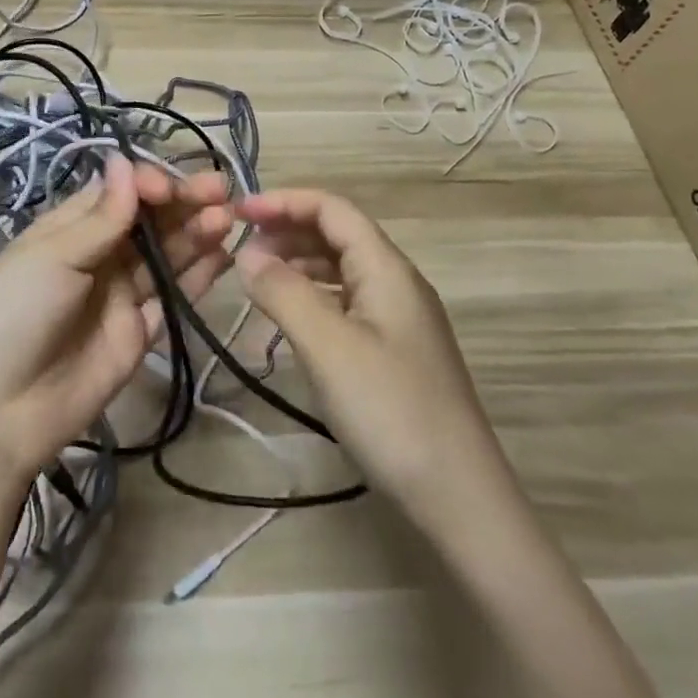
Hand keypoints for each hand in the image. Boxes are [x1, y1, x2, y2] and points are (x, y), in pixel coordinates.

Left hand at [0, 155, 231, 485]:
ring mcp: (121, 294)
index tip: (170, 190)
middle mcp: (100, 255)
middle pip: (150, 221)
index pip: (120, 193)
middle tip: (221, 193)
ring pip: (166, 255)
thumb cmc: (16, 314)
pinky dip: (199, 276)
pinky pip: (174, 297)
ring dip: (196, 234)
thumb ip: (101, 216)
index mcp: (71, 228)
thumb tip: (125, 160)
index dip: (149, 185)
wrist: (0, 409)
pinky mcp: (140, 331)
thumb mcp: (53, 256)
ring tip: (226, 220)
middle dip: (183, 204)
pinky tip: (223, 256)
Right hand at [234, 188, 507, 529]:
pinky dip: (313, 297)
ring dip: (299, 264)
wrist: (459, 496)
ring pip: (342, 270)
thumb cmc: (390, 411)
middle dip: (288, 230)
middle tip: (241, 249)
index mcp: (387, 268)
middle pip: (338, 235)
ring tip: (257, 280)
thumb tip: (247, 253)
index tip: (238, 214)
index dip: (285, 201)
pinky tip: (291, 319)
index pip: (333, 209)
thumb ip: (284, 292)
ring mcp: (399, 319)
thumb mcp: (328, 346)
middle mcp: (396, 283)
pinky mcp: (395, 352)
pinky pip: (347, 304)